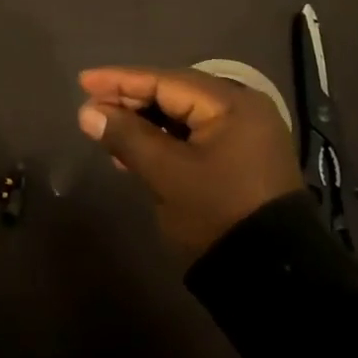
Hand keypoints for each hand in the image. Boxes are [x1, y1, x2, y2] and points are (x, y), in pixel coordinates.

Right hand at [76, 66, 301, 261]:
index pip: (165, 81)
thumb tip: (88, 113)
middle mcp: (242, 110)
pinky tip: (134, 152)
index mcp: (231, 104)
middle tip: (91, 108)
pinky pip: (193, 137)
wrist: (272, 276)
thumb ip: (126, 136)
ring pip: (182, 117)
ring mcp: (244, 136)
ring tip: (106, 131)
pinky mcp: (240, 160)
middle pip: (175, 94)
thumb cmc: (217, 213)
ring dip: (143, 123)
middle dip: (130, 101)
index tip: (84, 82)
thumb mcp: (167, 173)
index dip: (120, 81)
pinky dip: (163, 140)